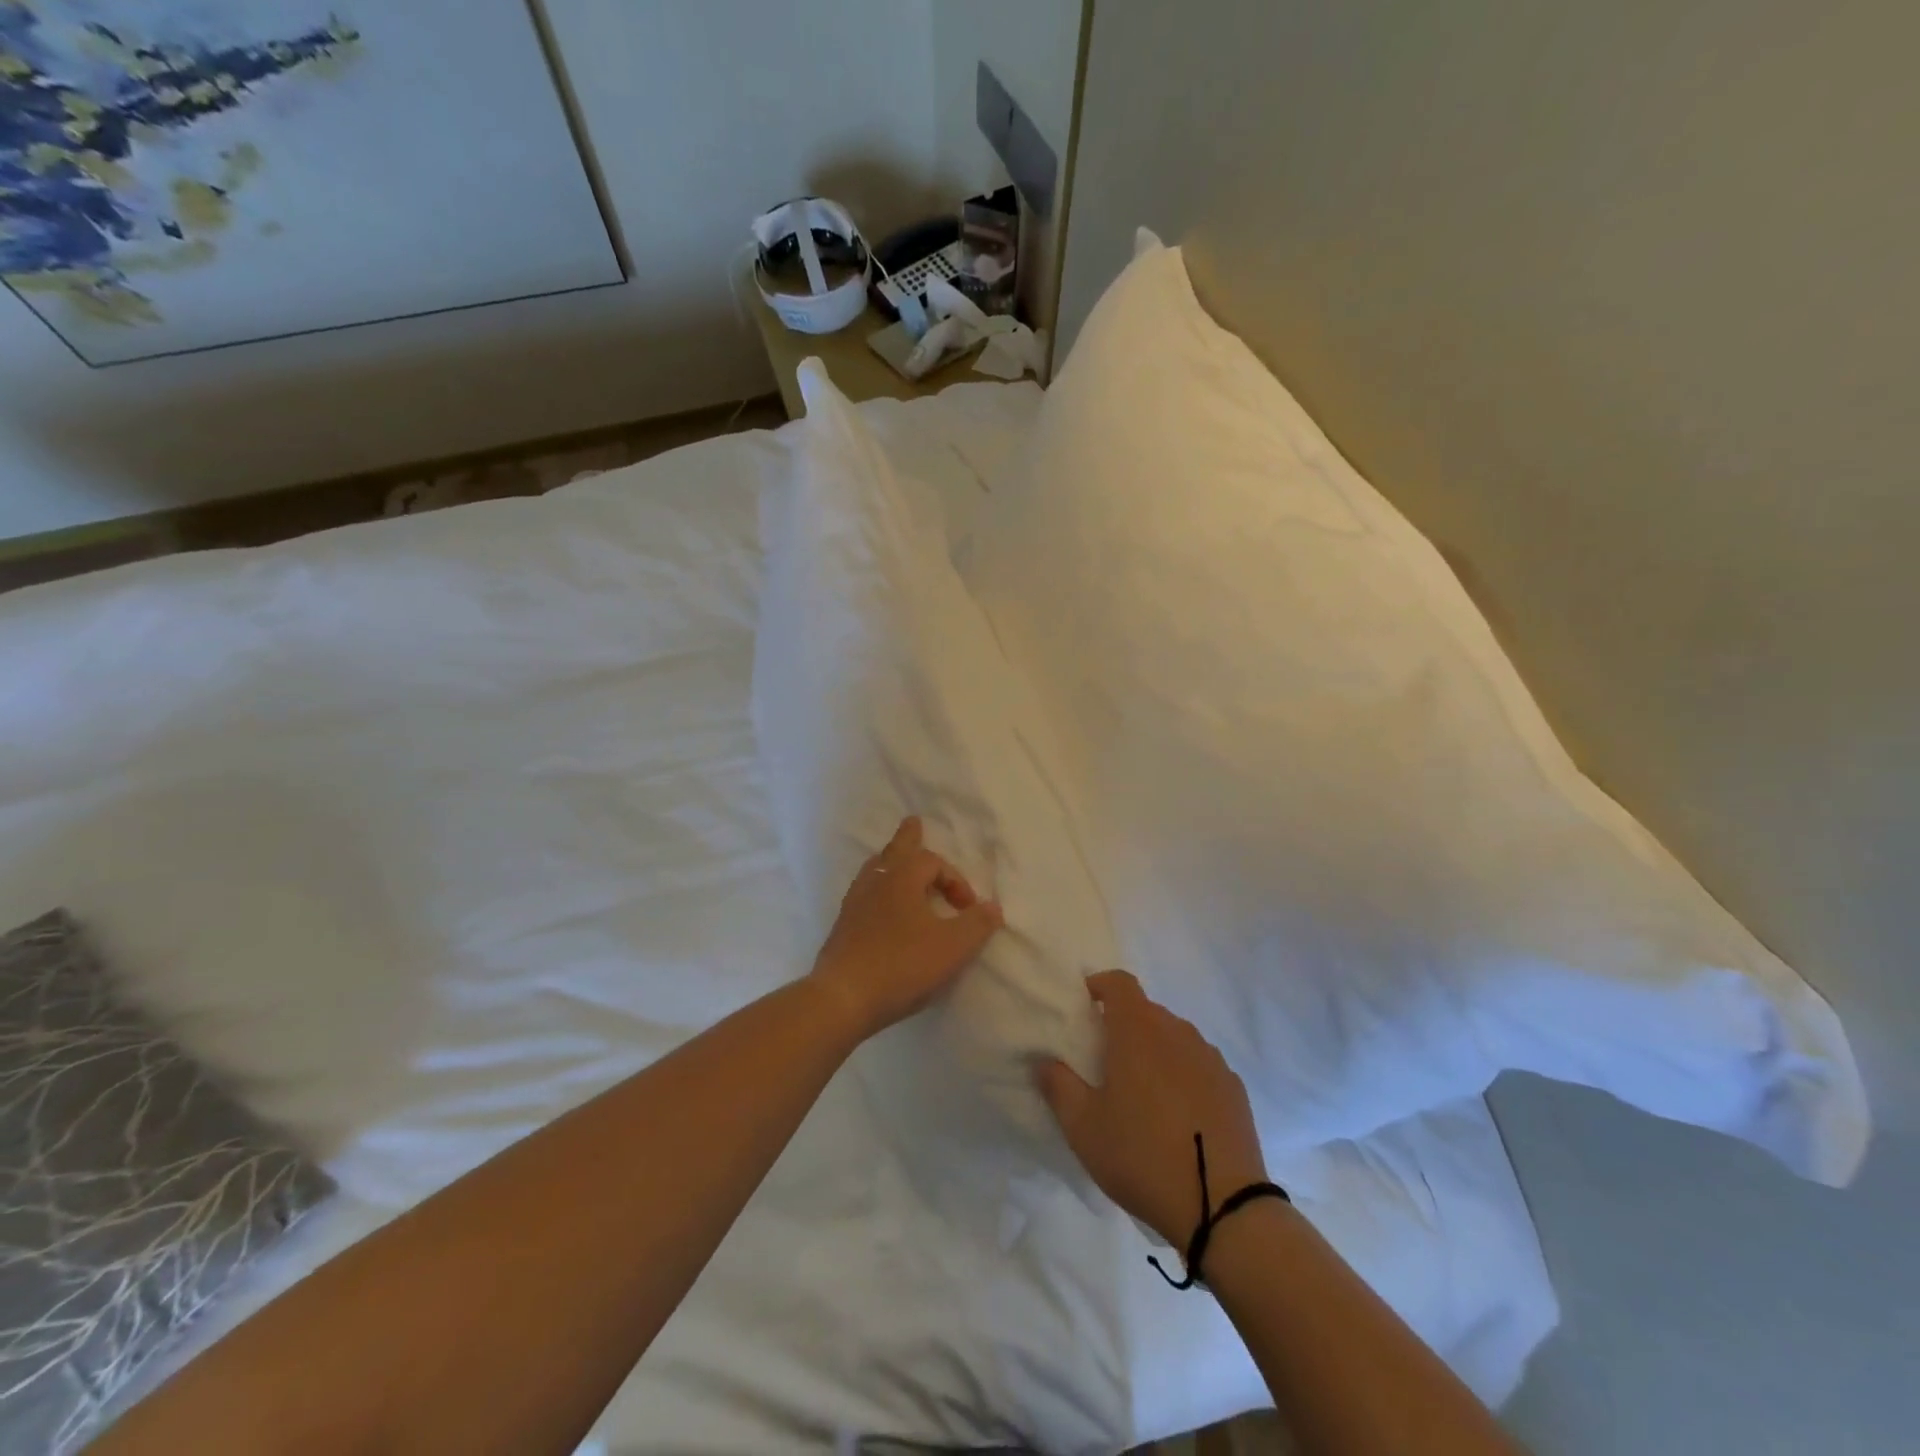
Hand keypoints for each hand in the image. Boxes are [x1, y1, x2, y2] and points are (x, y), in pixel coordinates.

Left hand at [809, 817, 1003, 1042]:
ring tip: (896, 860)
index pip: (934, 862)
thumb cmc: (902, 965)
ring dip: (891, 862)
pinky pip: (864, 893)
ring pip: (875, 869)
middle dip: (909, 838)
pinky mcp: (843, 926)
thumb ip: (977, 924)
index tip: (968, 909)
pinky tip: (880, 905)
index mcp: (903, 877)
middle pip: (895, 850)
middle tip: (913, 822)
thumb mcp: (952, 947)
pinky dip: (878, 888)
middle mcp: (876, 881)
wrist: (843, 997)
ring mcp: (855, 903)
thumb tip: (993, 907)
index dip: (956, 881)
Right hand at [1037, 971, 1268, 1247]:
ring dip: (1155, 1050)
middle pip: (1146, 1011)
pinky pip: (1199, 1065)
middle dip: (1124, 1025)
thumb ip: (1058, 1085)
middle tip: (1106, 1061)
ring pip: (1175, 1038)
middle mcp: (1177, 1032)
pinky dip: (1184, 1075)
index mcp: (1138, 1030)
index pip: (1119, 982)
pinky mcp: (1233, 1087)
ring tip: (1143, 1092)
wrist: (1222, 1207)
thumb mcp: (1083, 1127)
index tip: (1085, 1006)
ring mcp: (1210, 1058)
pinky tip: (1178, 1115)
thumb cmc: (1141, 1156)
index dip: (1100, 985)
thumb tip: (1045, 1061)